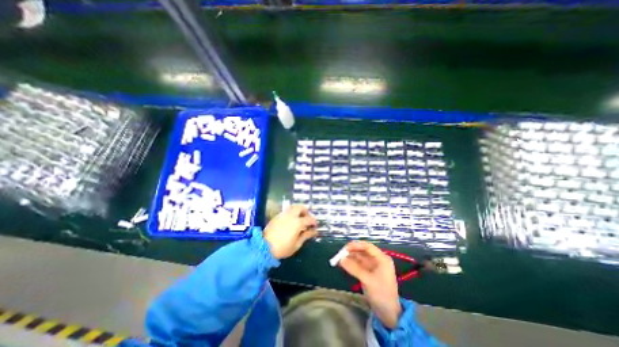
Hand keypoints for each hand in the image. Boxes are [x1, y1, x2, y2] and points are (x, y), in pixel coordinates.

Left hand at [264, 205, 315, 258]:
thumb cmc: (282, 248)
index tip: (315, 226)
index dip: (314, 222)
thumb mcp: (297, 244)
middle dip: (306, 212)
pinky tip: (291, 221)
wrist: (263, 247)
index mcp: (297, 222)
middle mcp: (291, 215)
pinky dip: (292, 213)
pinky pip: (287, 211)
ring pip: (293, 207)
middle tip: (307, 219)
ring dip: (298, 211)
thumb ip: (306, 235)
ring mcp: (283, 214)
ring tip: (299, 219)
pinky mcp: (277, 216)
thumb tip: (314, 231)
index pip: (309, 219)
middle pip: (301, 207)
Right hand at [338, 240, 401, 328]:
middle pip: (363, 251)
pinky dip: (351, 264)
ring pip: (359, 257)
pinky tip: (343, 264)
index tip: (345, 248)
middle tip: (340, 254)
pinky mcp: (368, 272)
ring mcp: (373, 266)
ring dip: (350, 257)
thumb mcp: (367, 280)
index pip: (368, 247)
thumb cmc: (381, 295)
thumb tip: (341, 260)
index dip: (356, 245)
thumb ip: (354, 268)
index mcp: (382, 259)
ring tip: (339, 259)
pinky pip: (358, 264)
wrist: (389, 314)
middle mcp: (378, 260)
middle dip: (351, 251)